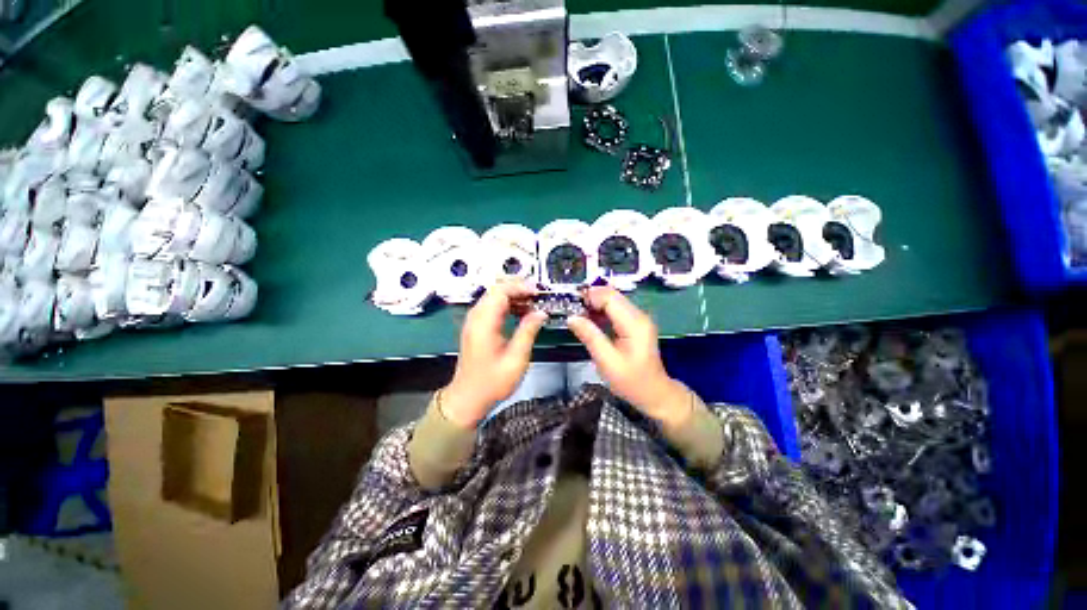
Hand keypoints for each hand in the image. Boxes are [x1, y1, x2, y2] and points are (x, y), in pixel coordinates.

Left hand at [442, 280, 547, 428]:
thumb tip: (541, 313)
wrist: (468, 398)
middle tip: (538, 294)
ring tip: (533, 302)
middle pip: (495, 289)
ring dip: (513, 295)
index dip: (520, 287)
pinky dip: (507, 304)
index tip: (538, 292)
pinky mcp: (477, 327)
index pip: (500, 291)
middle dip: (518, 287)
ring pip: (494, 296)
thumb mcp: (516, 359)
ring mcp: (474, 321)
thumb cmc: (492, 382)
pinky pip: (492, 306)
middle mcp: (476, 317)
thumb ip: (528, 332)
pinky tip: (521, 311)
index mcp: (484, 323)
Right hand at [567, 287, 690, 427]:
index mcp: (634, 323)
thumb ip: (590, 337)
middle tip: (572, 311)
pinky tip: (591, 323)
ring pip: (613, 301)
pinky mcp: (635, 324)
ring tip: (578, 317)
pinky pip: (615, 310)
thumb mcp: (607, 361)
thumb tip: (571, 318)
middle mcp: (638, 315)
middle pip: (612, 295)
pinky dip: (601, 312)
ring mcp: (638, 318)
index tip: (571, 306)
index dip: (590, 297)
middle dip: (591, 299)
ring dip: (595, 305)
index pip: (610, 297)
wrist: (654, 393)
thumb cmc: (631, 381)